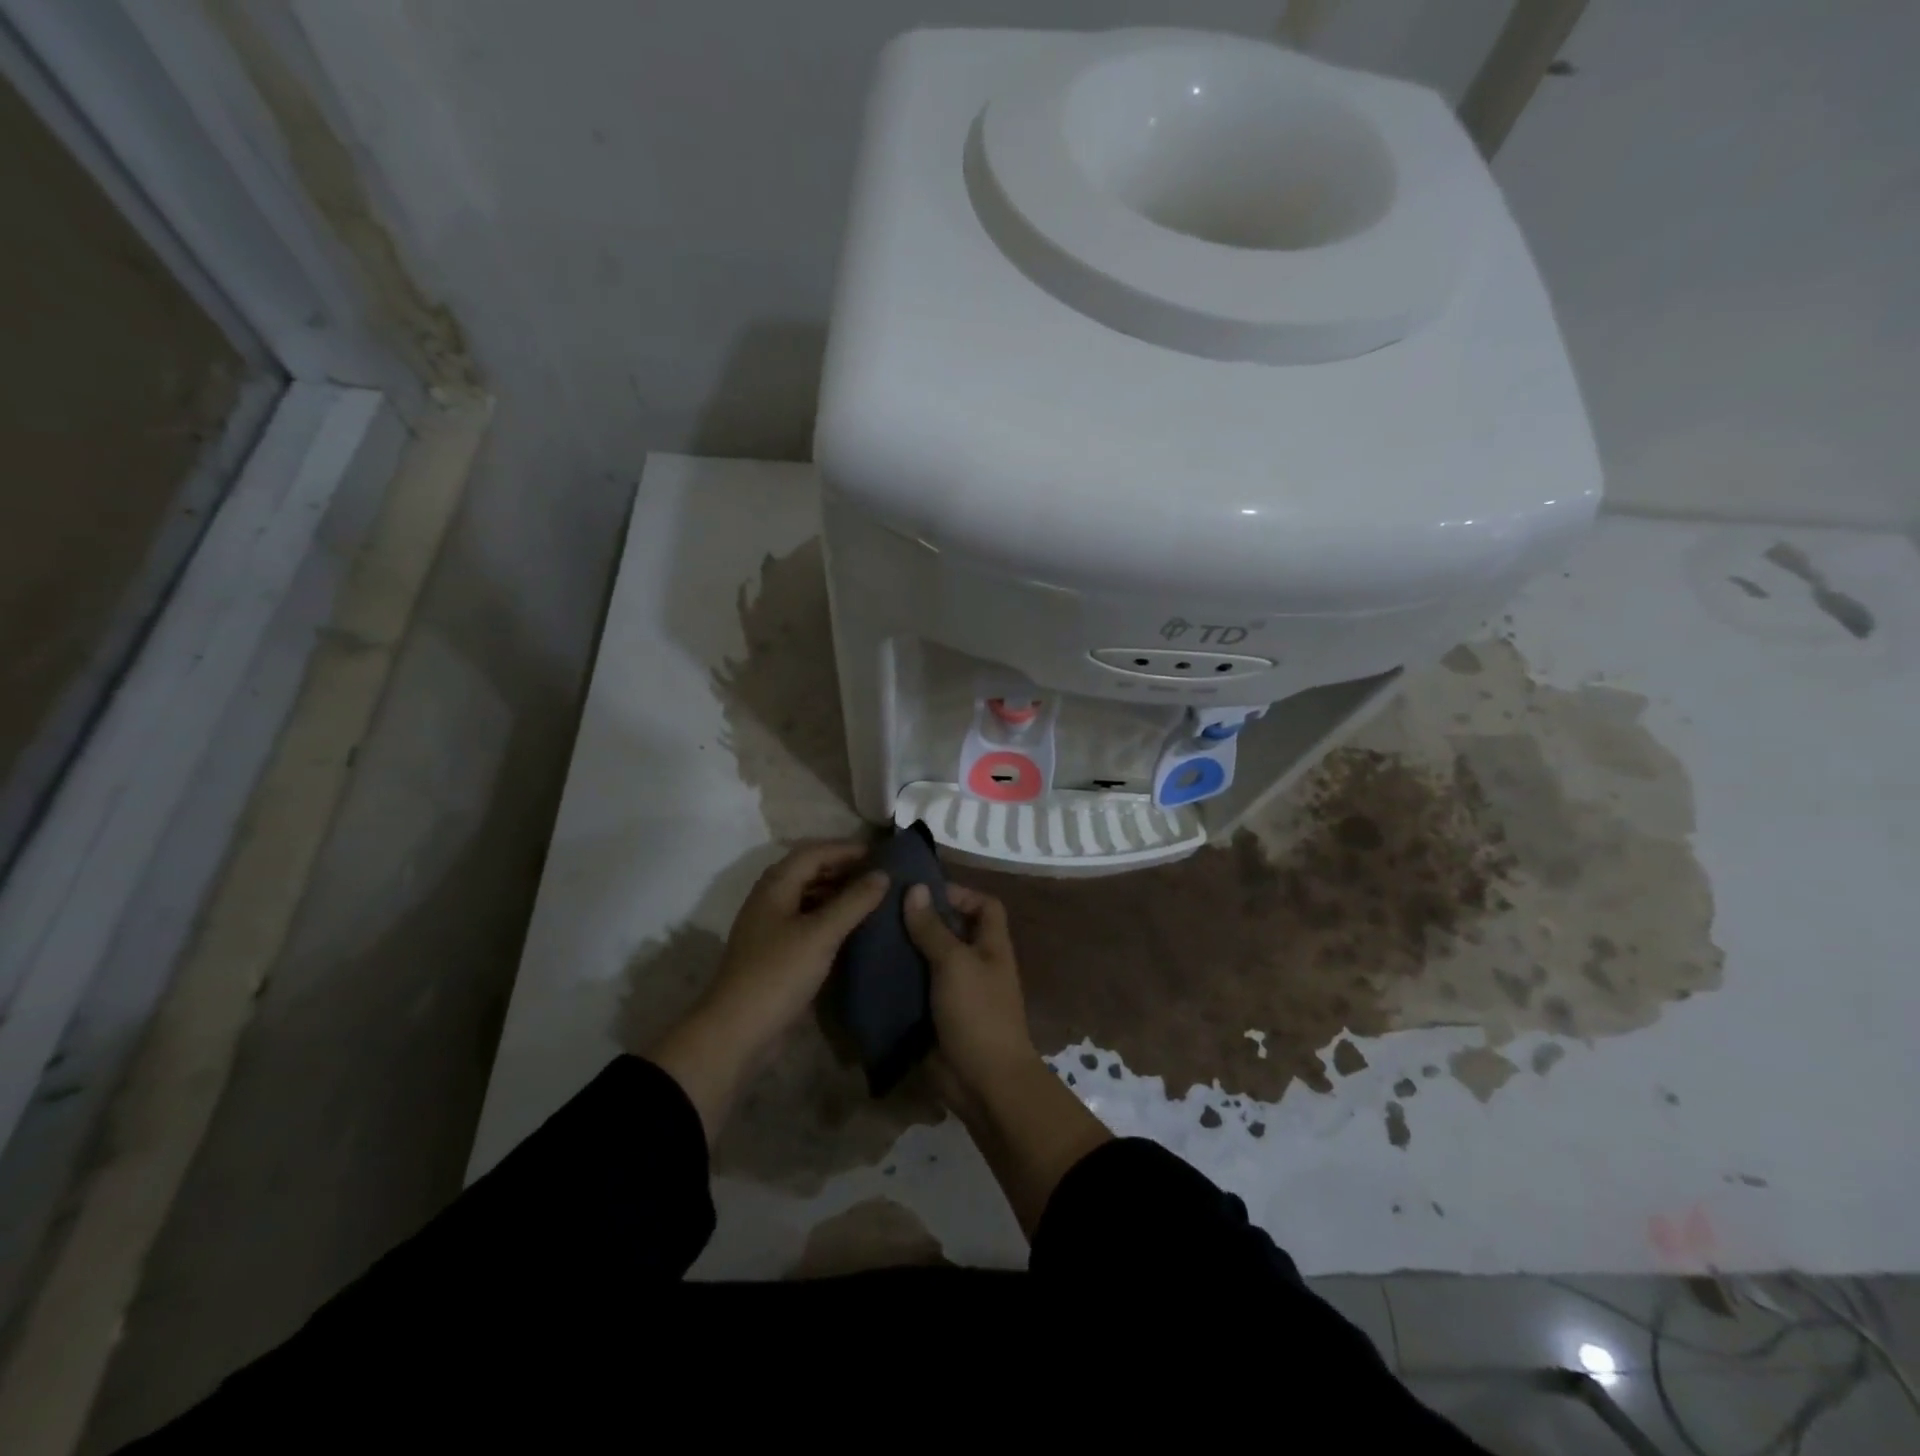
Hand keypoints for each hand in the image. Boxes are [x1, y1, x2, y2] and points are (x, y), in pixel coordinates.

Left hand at [654, 842, 885, 1142]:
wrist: (737, 1031)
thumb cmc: (778, 973)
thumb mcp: (821, 934)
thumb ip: (854, 901)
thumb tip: (883, 874)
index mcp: (776, 885)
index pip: (815, 851)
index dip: (848, 849)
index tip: (883, 853)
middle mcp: (772, 899)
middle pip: (810, 871)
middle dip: (845, 868)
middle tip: (882, 874)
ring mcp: (772, 927)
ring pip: (810, 897)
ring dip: (839, 893)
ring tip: (874, 898)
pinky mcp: (778, 952)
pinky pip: (809, 922)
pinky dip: (832, 918)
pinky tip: (855, 929)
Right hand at [903, 881, 1111, 1239]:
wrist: (983, 1082)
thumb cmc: (977, 1013)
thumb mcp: (954, 963)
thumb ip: (933, 928)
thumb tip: (915, 888)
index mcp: (991, 945)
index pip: (984, 905)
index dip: (960, 893)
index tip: (922, 890)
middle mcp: (976, 963)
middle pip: (953, 930)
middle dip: (923, 919)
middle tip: (884, 909)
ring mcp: (957, 991)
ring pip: (931, 959)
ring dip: (907, 949)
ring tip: (872, 933)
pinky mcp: (937, 1015)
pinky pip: (917, 988)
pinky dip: (899, 979)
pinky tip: (872, 970)